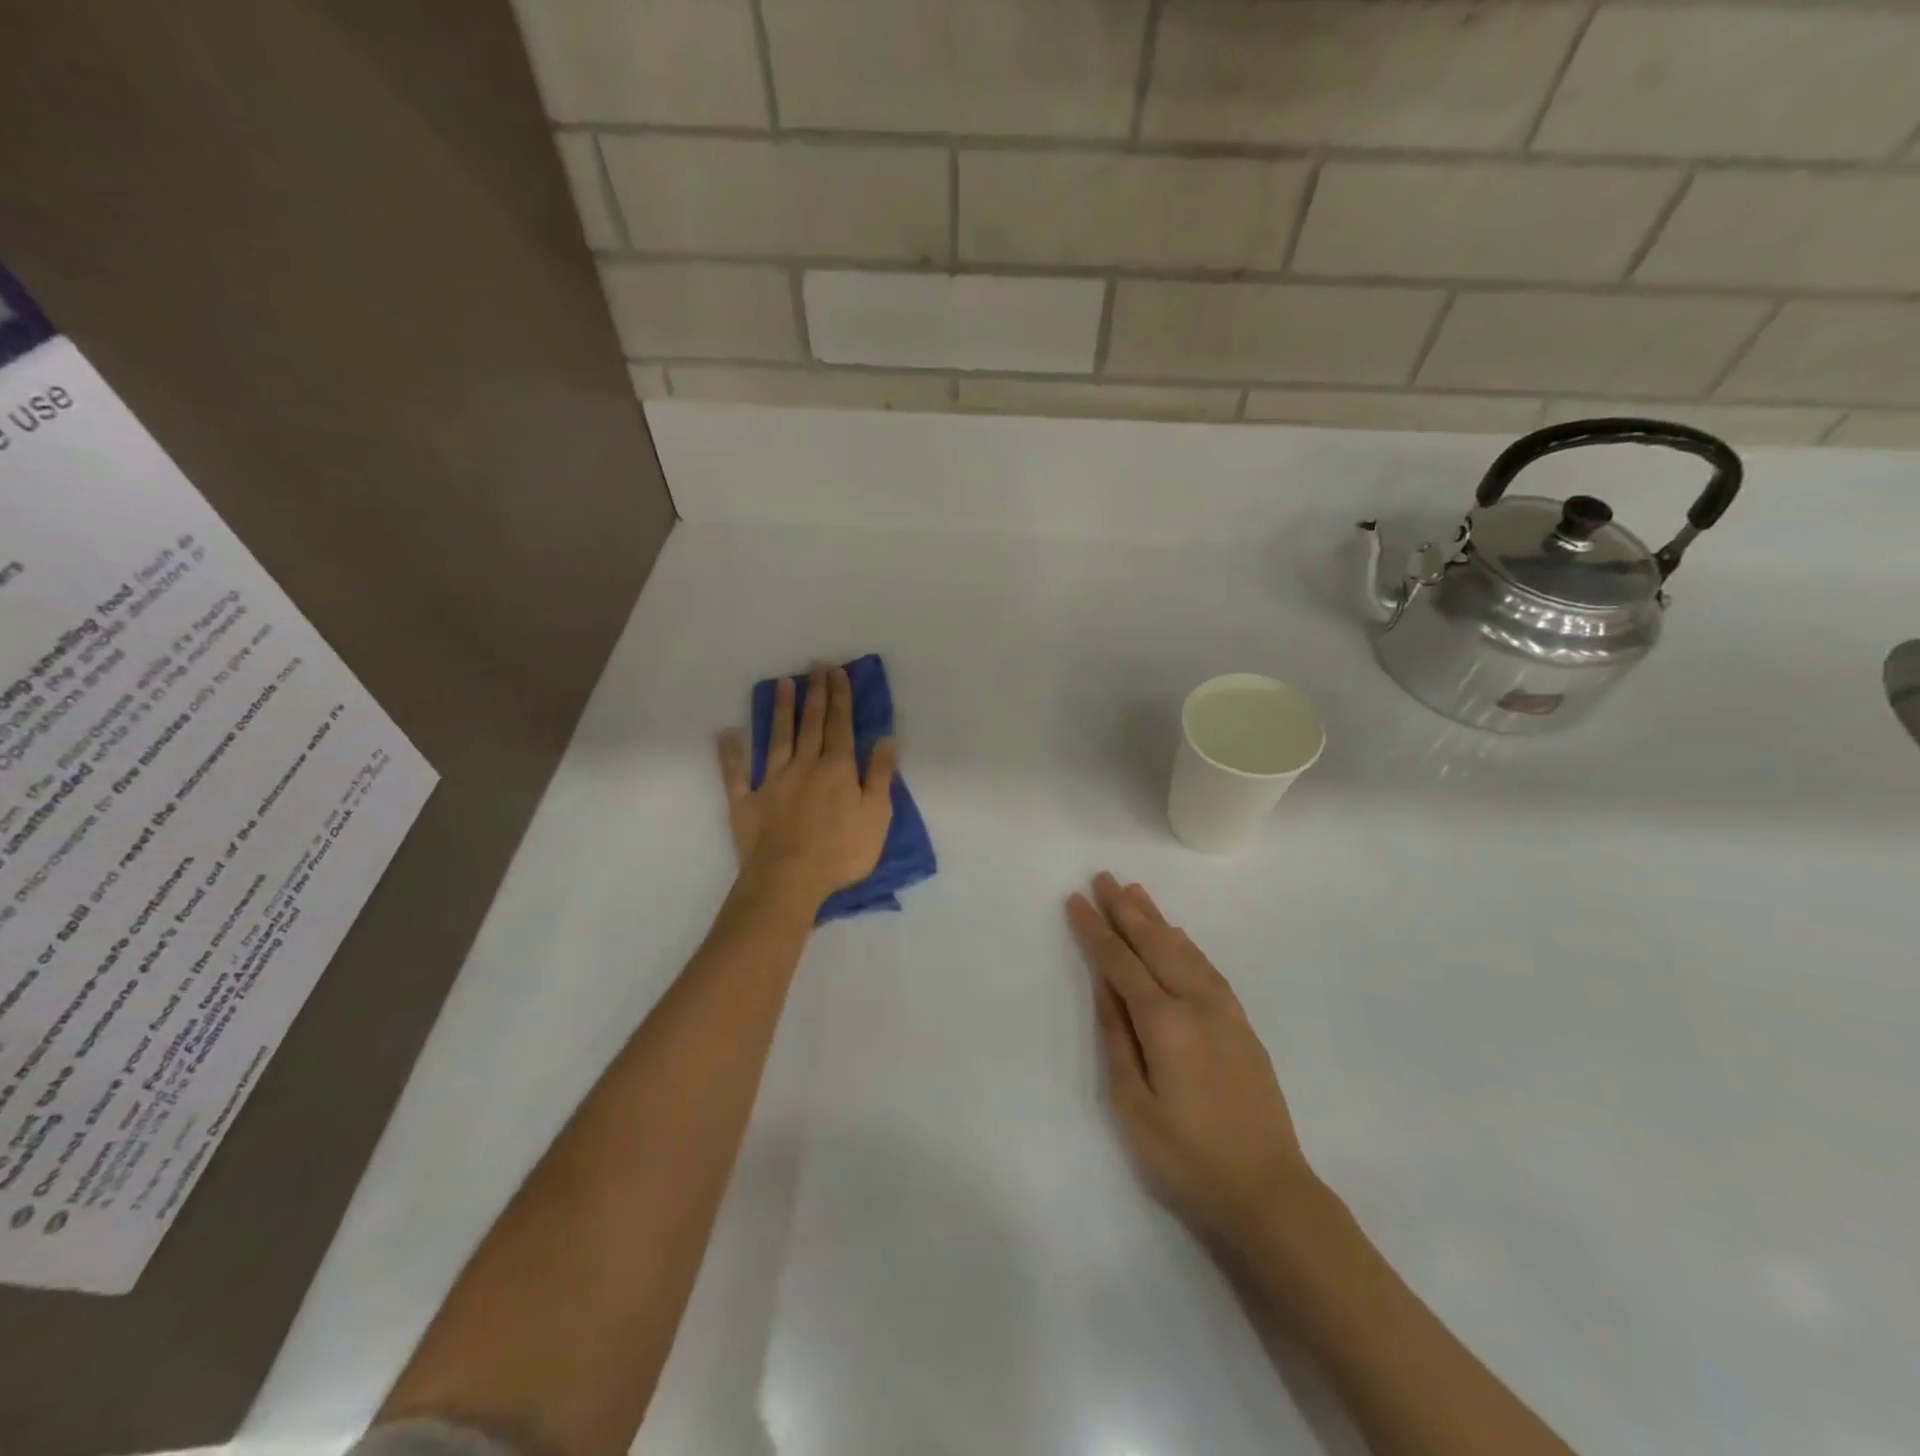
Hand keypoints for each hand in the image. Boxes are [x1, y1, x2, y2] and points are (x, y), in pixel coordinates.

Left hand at [719, 664, 897, 910]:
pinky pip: (736, 773)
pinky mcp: (746, 801)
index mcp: (837, 768)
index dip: (840, 697)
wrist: (790, 880)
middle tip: (815, 667)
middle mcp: (804, 766)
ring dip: (780, 710)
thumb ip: (880, 775)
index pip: (841, 725)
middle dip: (815, 694)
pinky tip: (727, 733)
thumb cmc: (841, 851)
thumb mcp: (877, 815)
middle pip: (811, 724)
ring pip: (777, 738)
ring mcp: (772, 781)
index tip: (837, 672)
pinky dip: (731, 753)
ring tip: (782, 683)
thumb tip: (885, 739)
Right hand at [1067, 873, 1315, 1246]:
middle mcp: (1196, 1003)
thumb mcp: (1134, 1105)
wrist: (1269, 1193)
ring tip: (1135, 892)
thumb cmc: (1188, 1157)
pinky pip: (1208, 968)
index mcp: (1164, 1022)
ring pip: (1183, 949)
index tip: (1076, 900)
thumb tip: (1104, 987)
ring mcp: (1224, 1011)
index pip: (1120, 962)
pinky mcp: (1242, 1025)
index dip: (1095, 930)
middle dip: (1125, 909)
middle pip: (1154, 943)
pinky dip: (1187, 944)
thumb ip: (1117, 1038)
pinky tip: (1178, 935)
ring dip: (1156, 918)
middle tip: (1104, 878)